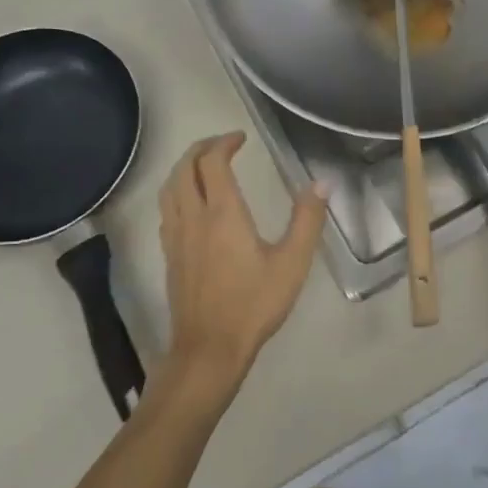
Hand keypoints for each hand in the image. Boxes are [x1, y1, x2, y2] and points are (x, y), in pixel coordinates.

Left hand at [157, 132, 328, 405]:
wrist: (209, 349)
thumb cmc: (254, 304)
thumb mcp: (292, 263)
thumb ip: (307, 220)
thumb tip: (321, 183)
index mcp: (222, 213)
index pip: (212, 162)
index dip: (224, 142)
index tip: (241, 138)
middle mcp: (193, 218)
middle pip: (184, 168)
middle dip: (201, 149)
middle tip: (223, 144)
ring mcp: (176, 237)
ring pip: (169, 189)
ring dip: (184, 168)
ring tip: (204, 166)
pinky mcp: (169, 256)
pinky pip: (166, 210)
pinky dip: (177, 193)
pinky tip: (191, 205)